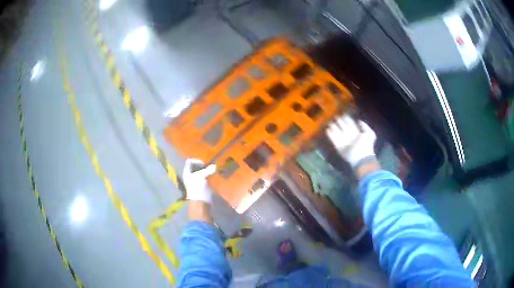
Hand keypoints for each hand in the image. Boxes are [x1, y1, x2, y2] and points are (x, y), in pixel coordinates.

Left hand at [183, 158, 216, 203]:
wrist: (201, 201)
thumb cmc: (198, 188)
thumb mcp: (201, 177)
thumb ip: (207, 170)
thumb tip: (214, 166)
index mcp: (187, 172)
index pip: (189, 161)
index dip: (196, 161)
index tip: (203, 164)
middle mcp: (190, 174)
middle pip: (195, 165)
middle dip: (202, 165)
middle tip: (208, 166)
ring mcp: (196, 179)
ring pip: (200, 170)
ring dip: (206, 169)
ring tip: (211, 170)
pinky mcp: (202, 183)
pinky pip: (205, 175)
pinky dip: (208, 174)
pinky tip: (212, 175)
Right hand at [326, 115, 376, 166]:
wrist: (361, 157)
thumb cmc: (366, 145)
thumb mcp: (370, 134)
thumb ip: (365, 126)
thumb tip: (359, 120)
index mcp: (357, 132)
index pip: (351, 124)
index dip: (347, 119)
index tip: (343, 114)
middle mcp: (350, 136)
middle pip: (343, 127)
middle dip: (339, 122)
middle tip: (335, 117)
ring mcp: (344, 141)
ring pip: (338, 133)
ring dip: (334, 128)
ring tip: (329, 122)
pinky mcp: (339, 147)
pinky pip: (334, 140)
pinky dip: (330, 135)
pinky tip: (327, 129)